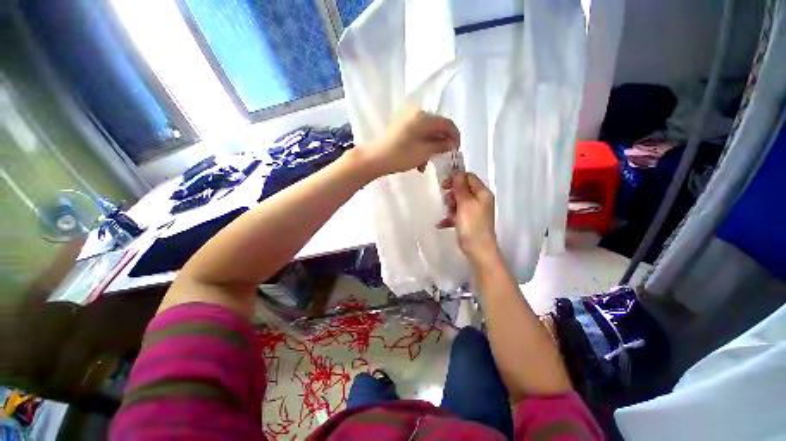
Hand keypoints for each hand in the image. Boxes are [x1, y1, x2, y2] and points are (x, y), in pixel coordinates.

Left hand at [362, 107, 459, 177]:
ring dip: (429, 149)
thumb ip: (440, 146)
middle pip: (436, 128)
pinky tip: (418, 162)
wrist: (375, 158)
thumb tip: (451, 144)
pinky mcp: (400, 127)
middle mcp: (416, 114)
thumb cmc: (401, 155)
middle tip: (441, 159)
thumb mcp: (424, 152)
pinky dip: (420, 147)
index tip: (456, 151)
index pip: (447, 123)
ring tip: (425, 166)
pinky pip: (417, 136)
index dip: (455, 137)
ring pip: (426, 134)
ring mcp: (407, 120)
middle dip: (440, 145)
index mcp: (424, 117)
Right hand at [437, 172, 499, 264]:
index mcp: (482, 193)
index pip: (469, 177)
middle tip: (449, 203)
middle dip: (452, 195)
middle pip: (463, 190)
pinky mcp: (468, 221)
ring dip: (450, 207)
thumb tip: (458, 173)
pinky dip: (450, 218)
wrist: (478, 249)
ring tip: (449, 215)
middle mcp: (480, 200)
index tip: (444, 185)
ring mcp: (474, 212)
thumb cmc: (472, 224)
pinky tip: (441, 224)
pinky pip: (457, 215)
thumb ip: (461, 187)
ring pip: (458, 202)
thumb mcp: (465, 203)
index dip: (456, 179)